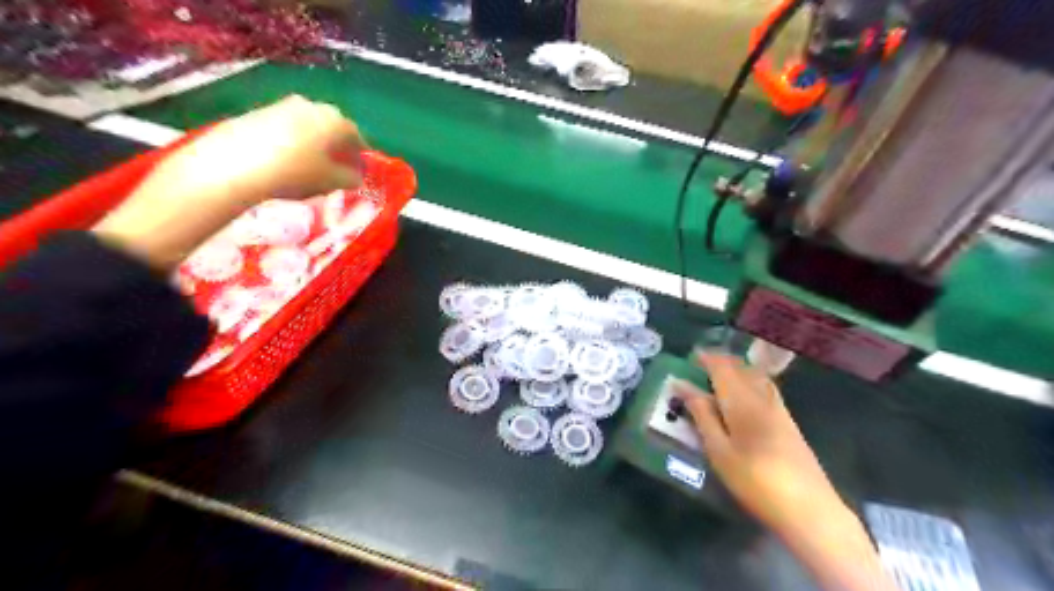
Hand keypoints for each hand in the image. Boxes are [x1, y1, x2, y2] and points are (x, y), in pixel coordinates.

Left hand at [96, 95, 367, 269]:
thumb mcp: (330, 182)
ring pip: (308, 126)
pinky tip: (286, 163)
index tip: (360, 171)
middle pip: (332, 127)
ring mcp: (282, 107)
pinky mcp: (257, 113)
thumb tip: (356, 177)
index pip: (357, 137)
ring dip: (315, 144)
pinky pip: (286, 128)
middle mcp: (311, 107)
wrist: (233, 165)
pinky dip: (293, 143)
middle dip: (337, 147)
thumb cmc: (295, 173)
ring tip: (311, 168)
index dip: (360, 155)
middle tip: (338, 169)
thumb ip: (350, 178)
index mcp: (334, 121)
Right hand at [675, 352, 845, 538]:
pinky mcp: (789, 421)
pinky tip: (745, 395)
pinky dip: (751, 381)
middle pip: (741, 368)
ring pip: (756, 376)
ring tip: (720, 376)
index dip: (706, 358)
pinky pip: (766, 388)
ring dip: (737, 369)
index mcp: (741, 401)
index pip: (722, 368)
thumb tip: (682, 385)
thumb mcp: (718, 450)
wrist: (809, 508)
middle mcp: (762, 397)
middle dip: (721, 361)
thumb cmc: (754, 480)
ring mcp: (779, 408)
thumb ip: (701, 415)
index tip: (691, 356)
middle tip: (701, 365)